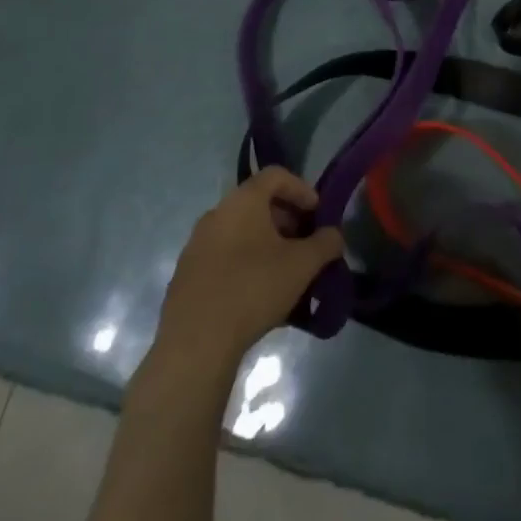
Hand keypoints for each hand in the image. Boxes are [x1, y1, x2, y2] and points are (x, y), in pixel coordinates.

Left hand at [148, 168, 343, 373]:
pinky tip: (260, 295)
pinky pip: (225, 258)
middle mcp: (215, 215)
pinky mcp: (186, 277)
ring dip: (268, 245)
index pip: (276, 175)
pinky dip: (246, 264)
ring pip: (241, 233)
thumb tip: (333, 236)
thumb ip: (326, 243)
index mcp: (241, 201)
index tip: (318, 214)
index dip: (302, 189)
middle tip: (306, 245)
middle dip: (288, 220)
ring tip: (287, 273)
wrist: (195, 345)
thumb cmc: (253, 289)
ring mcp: (196, 246)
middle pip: (258, 204)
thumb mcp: (303, 264)